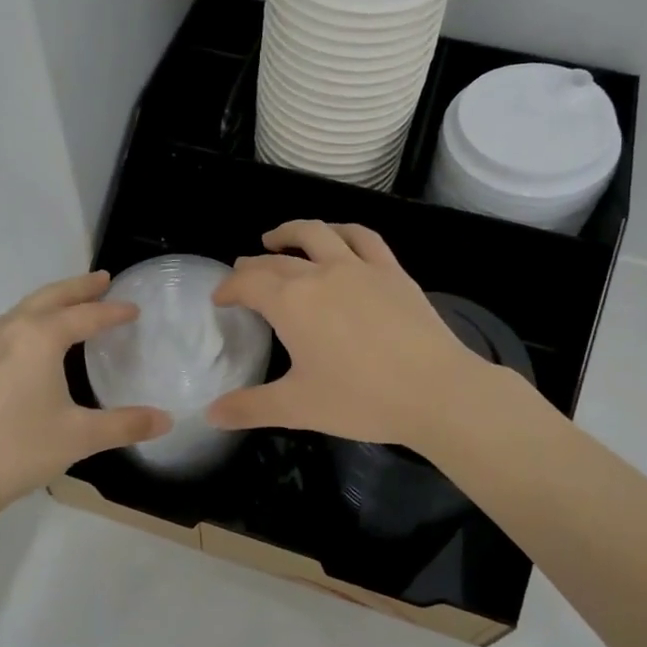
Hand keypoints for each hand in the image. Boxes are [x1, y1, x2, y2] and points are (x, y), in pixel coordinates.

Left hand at [0, 271, 169, 531]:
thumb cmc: (19, 450)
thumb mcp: (80, 437)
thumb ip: (126, 424)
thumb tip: (167, 420)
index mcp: (38, 337)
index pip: (85, 316)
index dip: (113, 312)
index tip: (135, 308)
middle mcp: (10, 328)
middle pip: (51, 297)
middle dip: (79, 287)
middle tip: (104, 279)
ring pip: (27, 307)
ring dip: (54, 299)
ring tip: (77, 300)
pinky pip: (12, 322)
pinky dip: (35, 315)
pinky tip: (40, 335)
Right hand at [208, 220, 500, 448]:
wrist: (435, 391)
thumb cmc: (360, 399)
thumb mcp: (297, 408)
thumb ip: (250, 408)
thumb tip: (211, 414)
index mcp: (292, 302)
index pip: (248, 282)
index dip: (229, 287)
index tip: (220, 298)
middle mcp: (321, 273)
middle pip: (277, 259)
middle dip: (253, 265)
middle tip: (242, 274)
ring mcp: (360, 267)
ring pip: (318, 233)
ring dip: (291, 232)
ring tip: (277, 238)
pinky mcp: (392, 271)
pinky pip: (363, 238)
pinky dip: (342, 231)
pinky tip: (337, 237)